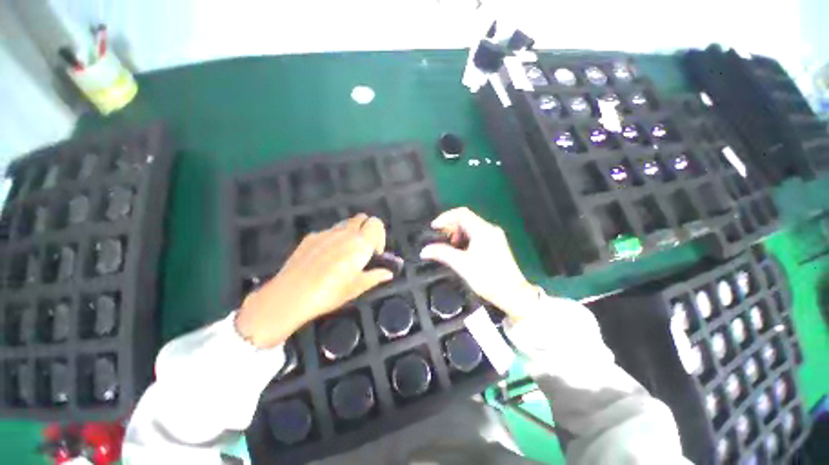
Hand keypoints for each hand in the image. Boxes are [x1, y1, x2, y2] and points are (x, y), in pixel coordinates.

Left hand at [236, 214, 392, 347]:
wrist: (292, 294)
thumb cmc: (331, 292)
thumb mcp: (358, 287)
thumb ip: (376, 276)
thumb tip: (389, 273)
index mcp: (360, 243)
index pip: (376, 223)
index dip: (380, 235)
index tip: (375, 253)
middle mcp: (345, 233)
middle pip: (362, 218)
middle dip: (367, 229)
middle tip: (363, 249)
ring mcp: (327, 233)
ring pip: (345, 224)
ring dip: (351, 233)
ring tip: (344, 254)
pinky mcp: (311, 237)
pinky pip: (328, 232)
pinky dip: (334, 239)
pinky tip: (325, 258)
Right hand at [420, 208, 538, 320]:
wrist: (512, 293)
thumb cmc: (487, 278)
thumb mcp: (461, 265)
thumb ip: (442, 254)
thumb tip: (424, 251)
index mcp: (482, 230)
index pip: (461, 213)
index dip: (445, 217)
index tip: (434, 227)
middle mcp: (490, 229)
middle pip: (466, 218)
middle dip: (450, 226)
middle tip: (440, 238)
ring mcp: (494, 235)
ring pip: (471, 226)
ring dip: (457, 233)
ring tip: (450, 246)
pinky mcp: (496, 243)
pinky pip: (477, 233)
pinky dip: (466, 238)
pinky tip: (461, 250)